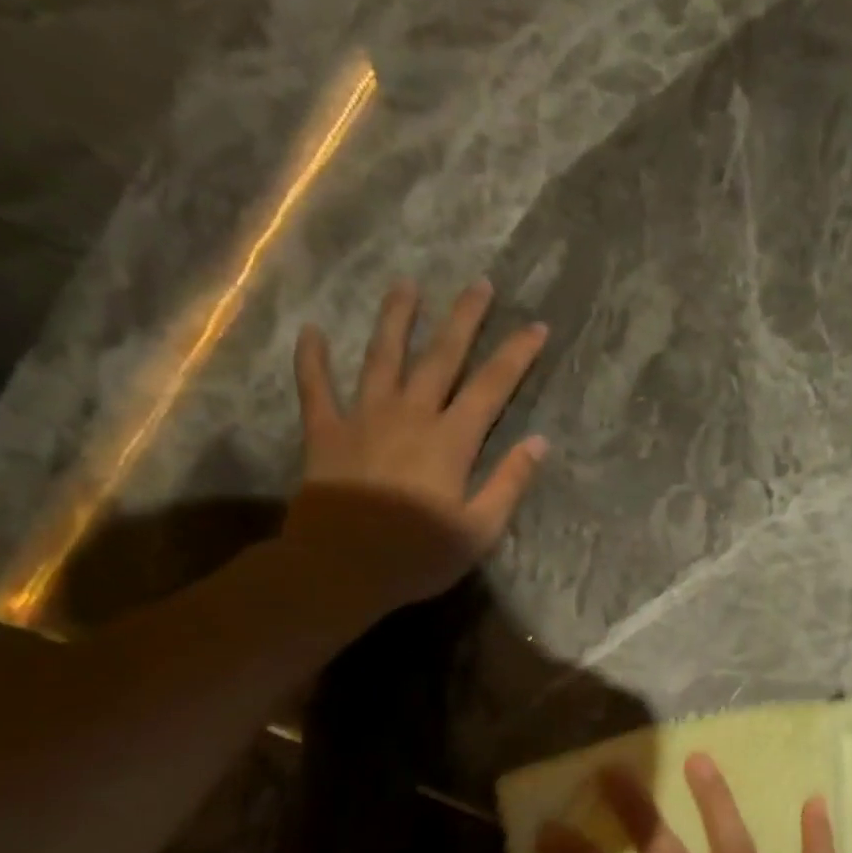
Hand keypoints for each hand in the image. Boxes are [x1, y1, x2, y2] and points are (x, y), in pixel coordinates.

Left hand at [281, 277, 548, 608]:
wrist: (339, 568)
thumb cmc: (417, 555)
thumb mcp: (479, 530)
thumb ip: (509, 483)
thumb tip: (539, 443)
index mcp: (451, 441)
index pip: (491, 387)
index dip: (516, 355)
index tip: (535, 326)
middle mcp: (409, 416)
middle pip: (441, 357)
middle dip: (463, 319)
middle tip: (479, 284)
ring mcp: (363, 419)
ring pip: (382, 358)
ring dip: (396, 320)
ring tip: (405, 286)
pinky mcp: (325, 434)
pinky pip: (316, 388)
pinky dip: (313, 360)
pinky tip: (312, 332)